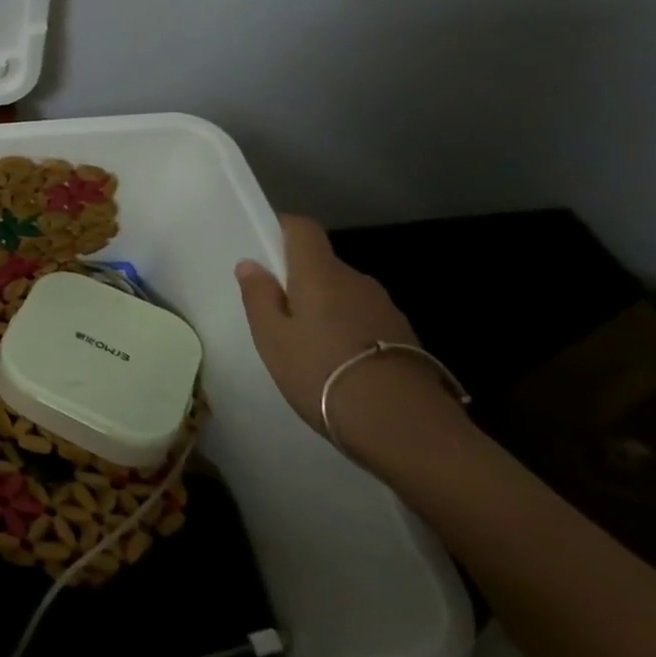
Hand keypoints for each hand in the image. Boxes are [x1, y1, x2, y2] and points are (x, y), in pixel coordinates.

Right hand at [235, 216, 469, 463]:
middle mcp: (356, 280)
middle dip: (298, 279)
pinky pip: (363, 318)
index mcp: (320, 273)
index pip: (302, 229)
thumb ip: (259, 295)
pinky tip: (338, 363)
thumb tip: (251, 263)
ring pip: (343, 293)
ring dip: (324, 307)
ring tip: (306, 345)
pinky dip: (347, 329)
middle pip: (322, 263)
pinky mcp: (404, 337)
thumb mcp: (272, 337)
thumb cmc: (321, 373)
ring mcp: (385, 308)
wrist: (404, 427)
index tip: (264, 250)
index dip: (281, 229)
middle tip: (276, 313)